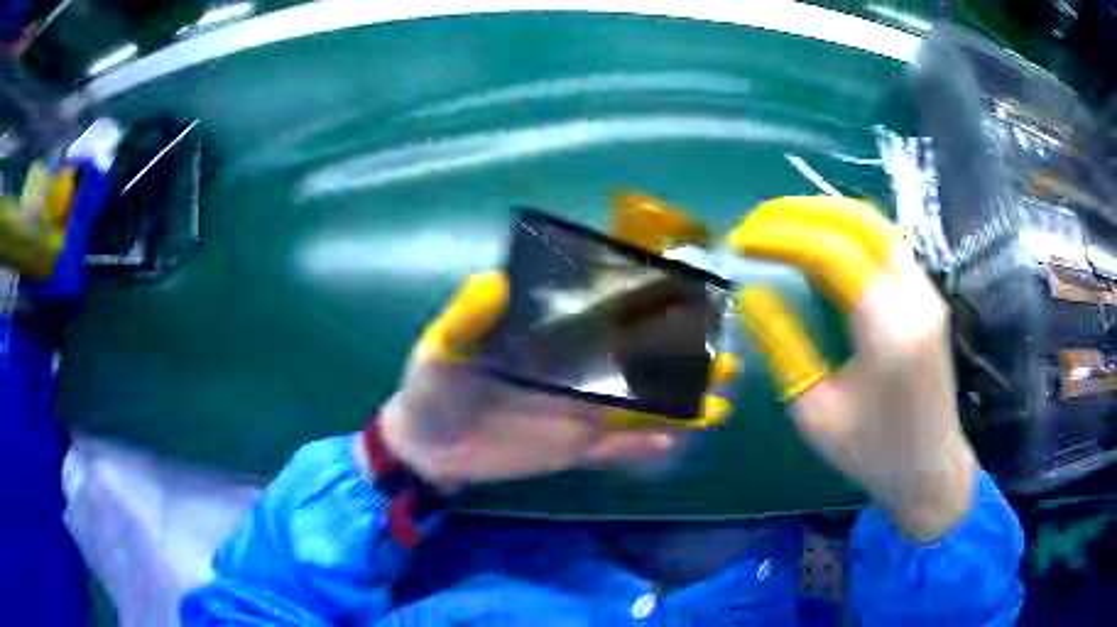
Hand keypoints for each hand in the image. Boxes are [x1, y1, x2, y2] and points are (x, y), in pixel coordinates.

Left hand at [374, 272, 736, 492]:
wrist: (426, 446)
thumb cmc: (432, 389)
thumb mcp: (442, 349)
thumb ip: (469, 318)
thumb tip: (493, 279)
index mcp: (553, 342)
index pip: (609, 319)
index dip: (649, 310)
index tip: (693, 301)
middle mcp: (577, 374)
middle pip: (641, 365)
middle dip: (684, 362)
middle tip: (729, 362)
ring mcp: (579, 414)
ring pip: (640, 408)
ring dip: (678, 407)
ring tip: (719, 406)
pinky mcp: (573, 450)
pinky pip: (616, 450)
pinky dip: (642, 449)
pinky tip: (673, 445)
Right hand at [729, 197, 977, 541]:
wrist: (930, 469)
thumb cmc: (872, 454)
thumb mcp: (816, 413)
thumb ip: (784, 346)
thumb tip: (750, 294)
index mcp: (889, 334)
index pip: (833, 253)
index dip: (781, 237)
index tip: (741, 241)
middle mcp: (915, 300)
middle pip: (857, 223)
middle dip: (799, 212)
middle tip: (755, 223)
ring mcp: (928, 292)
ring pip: (875, 224)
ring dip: (823, 213)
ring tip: (780, 224)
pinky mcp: (929, 295)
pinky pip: (886, 243)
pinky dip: (847, 230)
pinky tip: (820, 241)